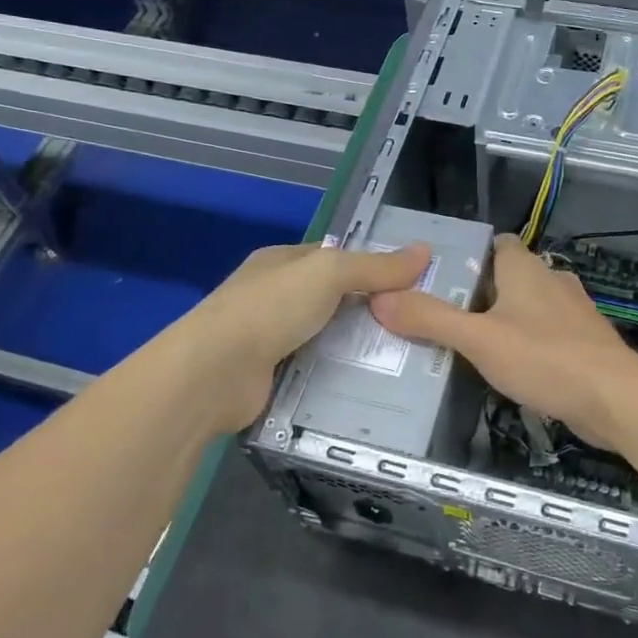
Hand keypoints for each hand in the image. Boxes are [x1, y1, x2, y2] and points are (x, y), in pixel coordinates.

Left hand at [185, 241, 431, 430]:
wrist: (213, 374)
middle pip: (332, 299)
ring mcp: (268, 338)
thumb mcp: (329, 273)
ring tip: (407, 358)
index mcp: (281, 262)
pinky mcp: (270, 377)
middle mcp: (273, 296)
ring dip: (356, 346)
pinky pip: (315, 371)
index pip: (334, 257)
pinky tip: (372, 386)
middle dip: (369, 310)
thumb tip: (424, 251)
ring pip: (325, 337)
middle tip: (417, 324)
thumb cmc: (270, 308)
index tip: (412, 282)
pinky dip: (338, 376)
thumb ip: (375, 266)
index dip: (371, 265)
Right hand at [370, 233, 637, 442]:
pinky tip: (507, 368)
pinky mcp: (583, 343)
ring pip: (527, 307)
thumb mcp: (478, 339)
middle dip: (477, 293)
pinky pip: (545, 334)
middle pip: (507, 277)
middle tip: (440, 316)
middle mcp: (551, 280)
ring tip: (466, 344)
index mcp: (525, 268)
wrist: (616, 399)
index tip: (437, 277)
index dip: (467, 255)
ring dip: (502, 320)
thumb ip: (430, 319)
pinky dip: (525, 344)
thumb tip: (380, 298)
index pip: (495, 244)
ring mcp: (571, 312)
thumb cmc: (545, 358)